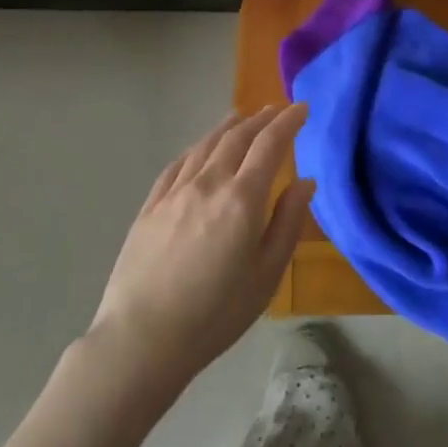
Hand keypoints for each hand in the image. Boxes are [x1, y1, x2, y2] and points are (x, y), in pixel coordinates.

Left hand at [90, 105, 313, 388]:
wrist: (143, 339)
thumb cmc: (216, 313)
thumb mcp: (267, 274)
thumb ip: (288, 222)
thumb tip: (305, 182)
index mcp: (242, 198)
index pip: (270, 144)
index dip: (289, 122)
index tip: (303, 108)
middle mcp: (209, 183)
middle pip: (238, 137)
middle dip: (261, 119)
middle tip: (277, 109)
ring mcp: (175, 192)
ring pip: (206, 145)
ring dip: (229, 127)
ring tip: (242, 118)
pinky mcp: (150, 206)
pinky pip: (178, 164)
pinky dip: (196, 148)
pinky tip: (200, 148)